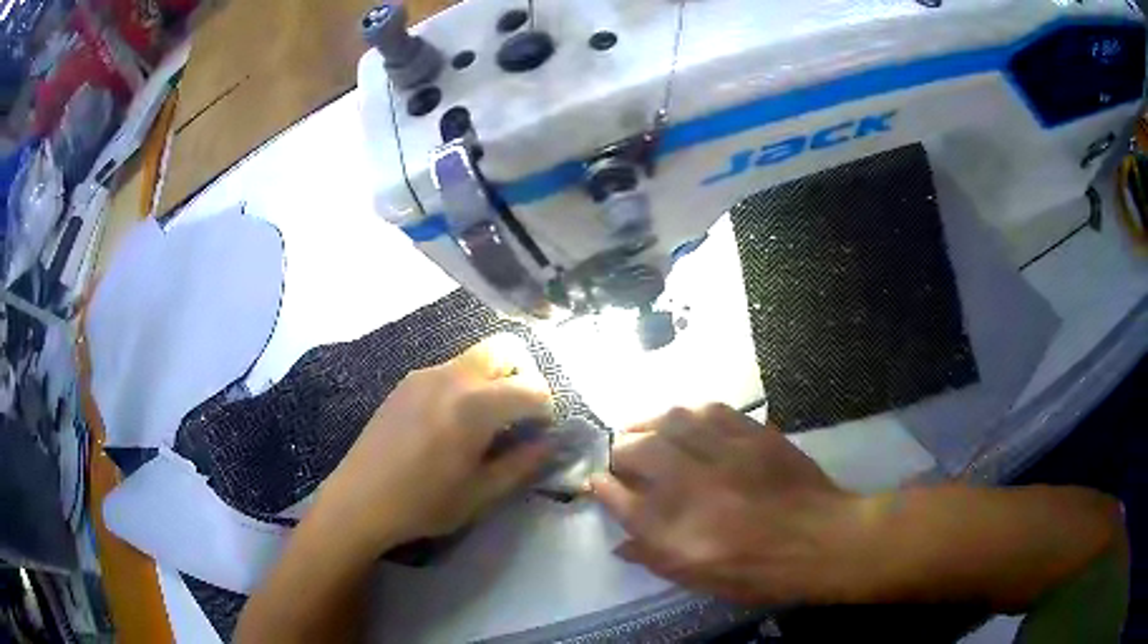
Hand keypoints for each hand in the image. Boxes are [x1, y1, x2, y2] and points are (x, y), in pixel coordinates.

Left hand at [316, 333, 554, 552]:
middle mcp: (451, 376)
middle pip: (505, 349)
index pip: (531, 387)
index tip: (542, 432)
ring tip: (488, 421)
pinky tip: (454, 421)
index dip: (547, 408)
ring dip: (495, 377)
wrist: (359, 500)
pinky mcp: (406, 382)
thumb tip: (550, 443)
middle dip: (524, 374)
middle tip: (522, 413)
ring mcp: (424, 374)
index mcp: (474, 406)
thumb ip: (522, 464)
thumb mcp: (481, 494)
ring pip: (476, 356)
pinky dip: (468, 383)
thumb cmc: (423, 504)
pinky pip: (450, 369)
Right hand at [590, 404, 862, 605]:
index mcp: (676, 531)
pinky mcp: (753, 435)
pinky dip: (689, 413)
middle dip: (618, 451)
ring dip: (648, 424)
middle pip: (637, 452)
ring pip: (671, 422)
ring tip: (643, 430)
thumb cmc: (759, 571)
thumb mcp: (702, 580)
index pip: (621, 500)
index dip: (602, 488)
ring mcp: (725, 455)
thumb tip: (621, 543)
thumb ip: (656, 558)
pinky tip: (686, 420)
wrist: (821, 540)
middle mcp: (694, 488)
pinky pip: (711, 410)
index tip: (595, 481)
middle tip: (619, 456)